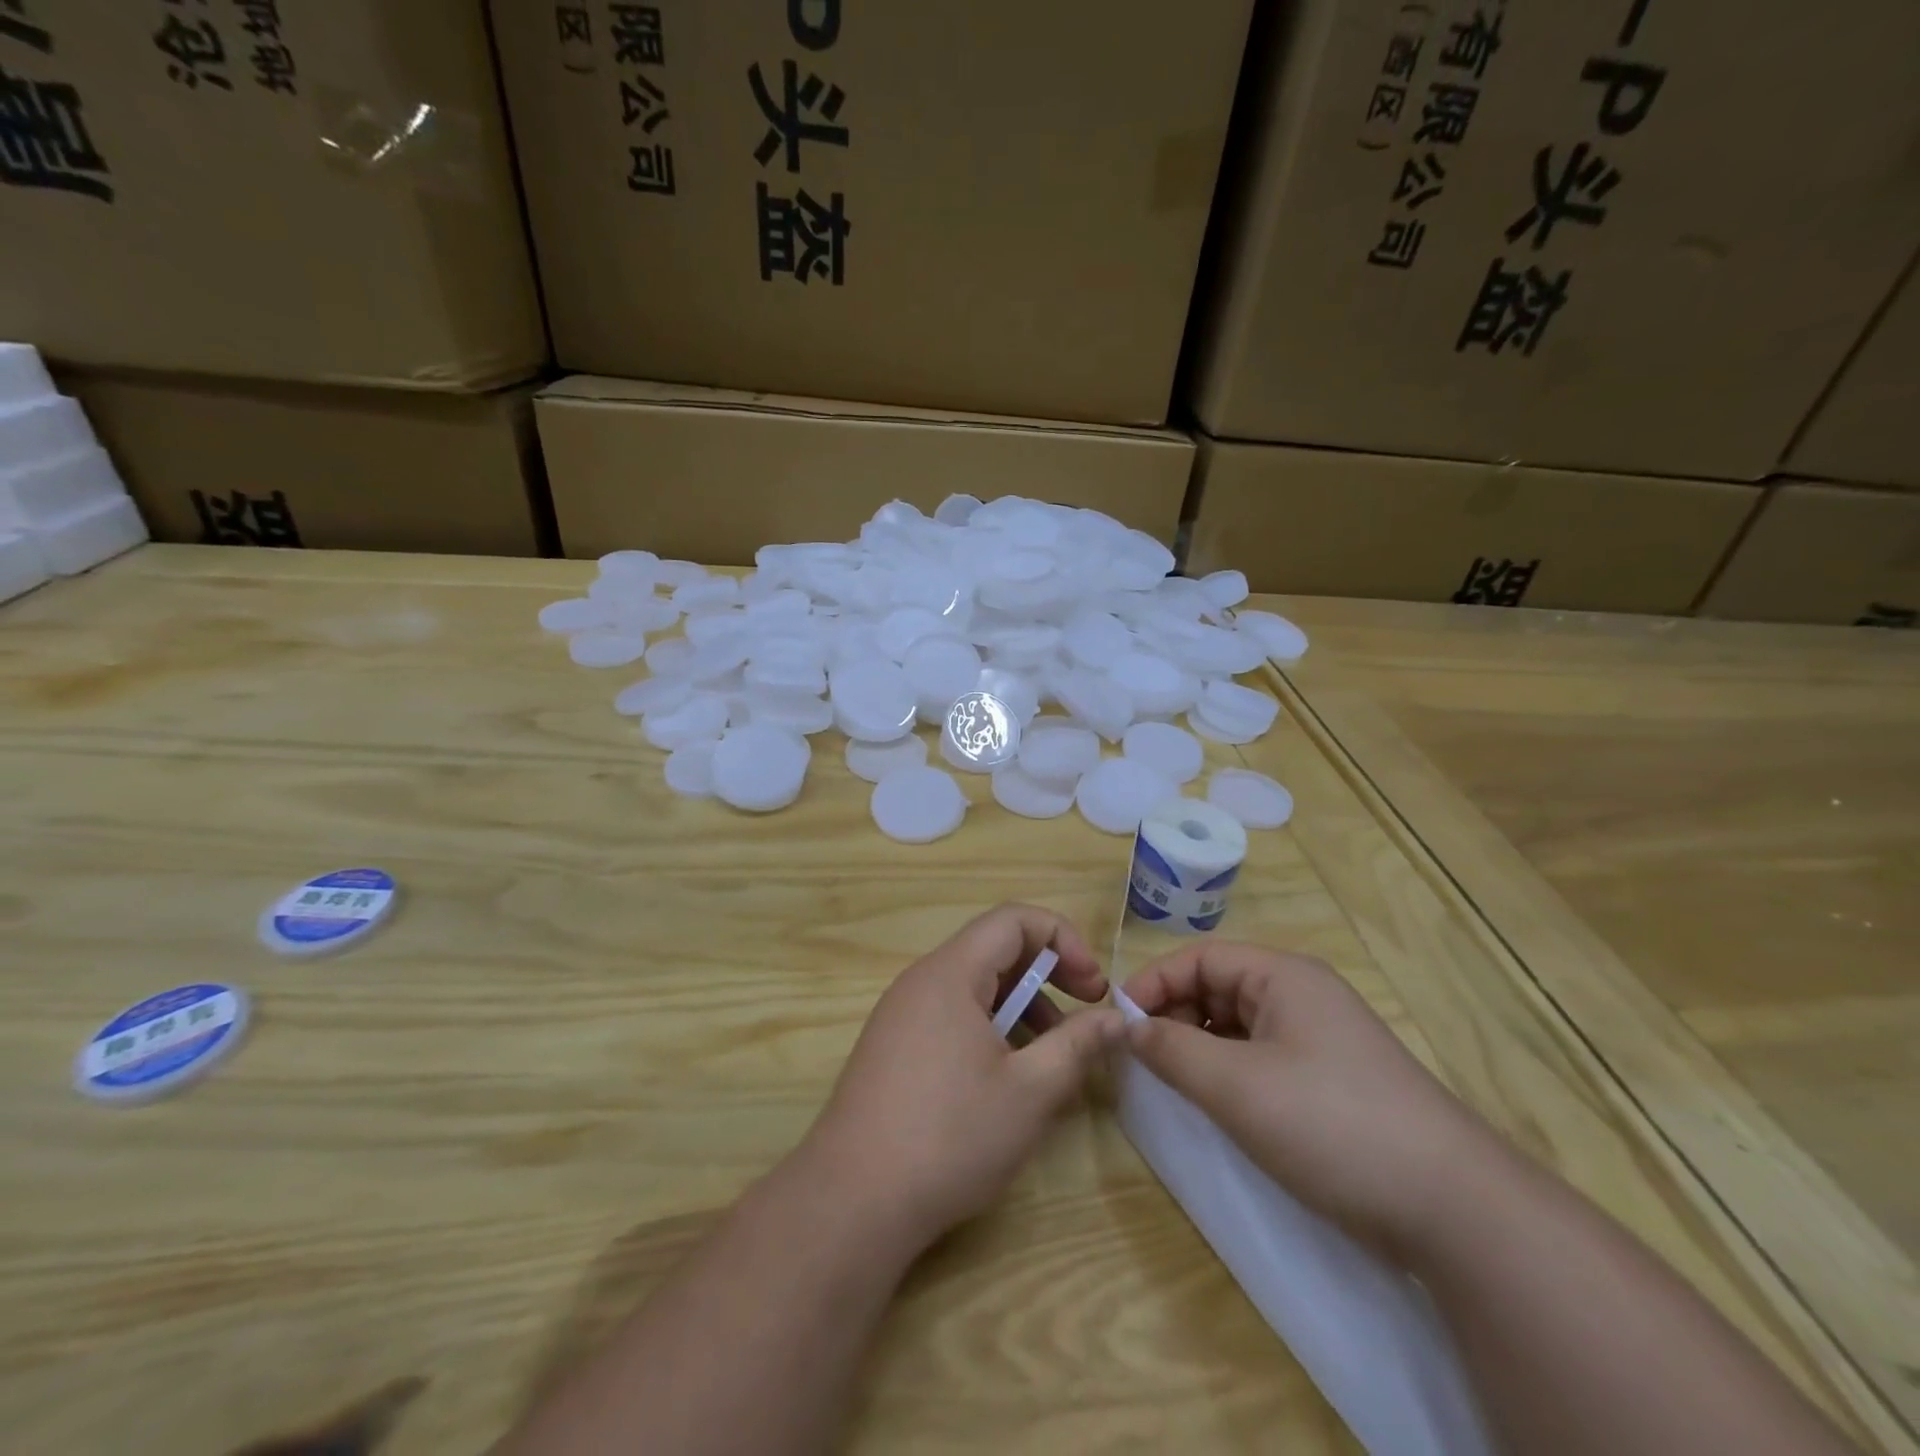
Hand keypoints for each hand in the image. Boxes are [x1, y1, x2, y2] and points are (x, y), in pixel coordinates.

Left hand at [799, 904, 1123, 1254]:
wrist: (852, 1201)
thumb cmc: (949, 1136)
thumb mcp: (1031, 1091)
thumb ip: (1078, 1044)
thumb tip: (1116, 1018)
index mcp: (951, 972)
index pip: (1013, 919)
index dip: (1063, 940)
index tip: (1093, 987)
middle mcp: (921, 980)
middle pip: (994, 949)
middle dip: (1047, 974)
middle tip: (1085, 1013)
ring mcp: (901, 1014)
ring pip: (974, 986)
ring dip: (1022, 1006)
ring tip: (1051, 1055)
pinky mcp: (893, 1047)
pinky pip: (952, 1015)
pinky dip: (990, 1029)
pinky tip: (1007, 1078)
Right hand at [1121, 943, 1508, 1261]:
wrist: (1452, 1207)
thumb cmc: (1330, 1123)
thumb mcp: (1235, 1085)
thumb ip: (1172, 1050)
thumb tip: (1128, 1028)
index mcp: (1283, 976)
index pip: (1200, 959)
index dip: (1154, 983)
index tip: (1119, 1022)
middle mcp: (1302, 995)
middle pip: (1218, 987)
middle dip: (1174, 1014)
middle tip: (1142, 1058)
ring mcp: (1321, 1038)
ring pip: (1239, 1025)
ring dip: (1199, 1045)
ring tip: (1173, 1081)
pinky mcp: (1332, 1080)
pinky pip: (1262, 1056)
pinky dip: (1229, 1070)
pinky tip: (1217, 1103)